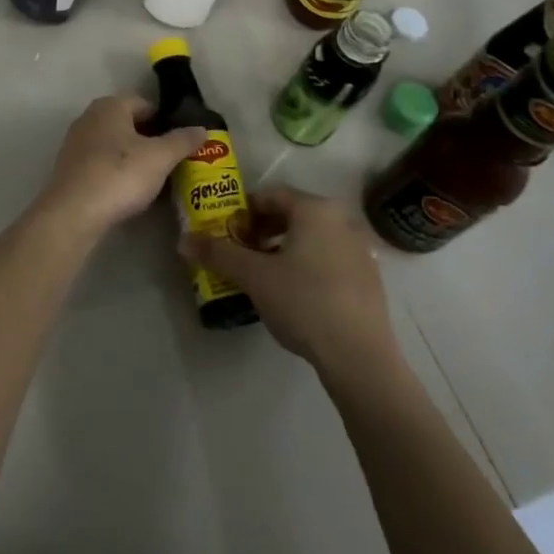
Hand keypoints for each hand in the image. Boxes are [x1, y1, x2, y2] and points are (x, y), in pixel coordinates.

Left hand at [34, 95, 206, 235]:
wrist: (74, 213)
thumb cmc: (119, 174)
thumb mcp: (160, 157)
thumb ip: (182, 140)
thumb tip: (202, 128)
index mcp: (110, 106)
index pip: (146, 104)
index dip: (167, 121)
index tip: (183, 142)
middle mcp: (89, 117)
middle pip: (129, 124)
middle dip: (152, 140)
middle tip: (174, 162)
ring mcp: (76, 142)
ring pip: (115, 144)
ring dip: (135, 157)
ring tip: (156, 179)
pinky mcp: (70, 168)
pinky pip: (101, 163)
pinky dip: (117, 171)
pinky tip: (130, 191)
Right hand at [183, 186, 406, 374]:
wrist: (360, 358)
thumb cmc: (304, 302)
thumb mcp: (254, 276)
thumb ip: (218, 253)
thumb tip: (182, 240)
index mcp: (315, 209)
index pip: (270, 195)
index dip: (243, 211)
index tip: (226, 231)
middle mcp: (342, 220)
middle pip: (292, 215)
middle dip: (262, 230)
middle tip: (241, 252)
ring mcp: (361, 250)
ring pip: (312, 238)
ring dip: (284, 249)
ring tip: (264, 275)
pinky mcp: (370, 279)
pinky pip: (330, 258)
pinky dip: (308, 265)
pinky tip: (296, 295)